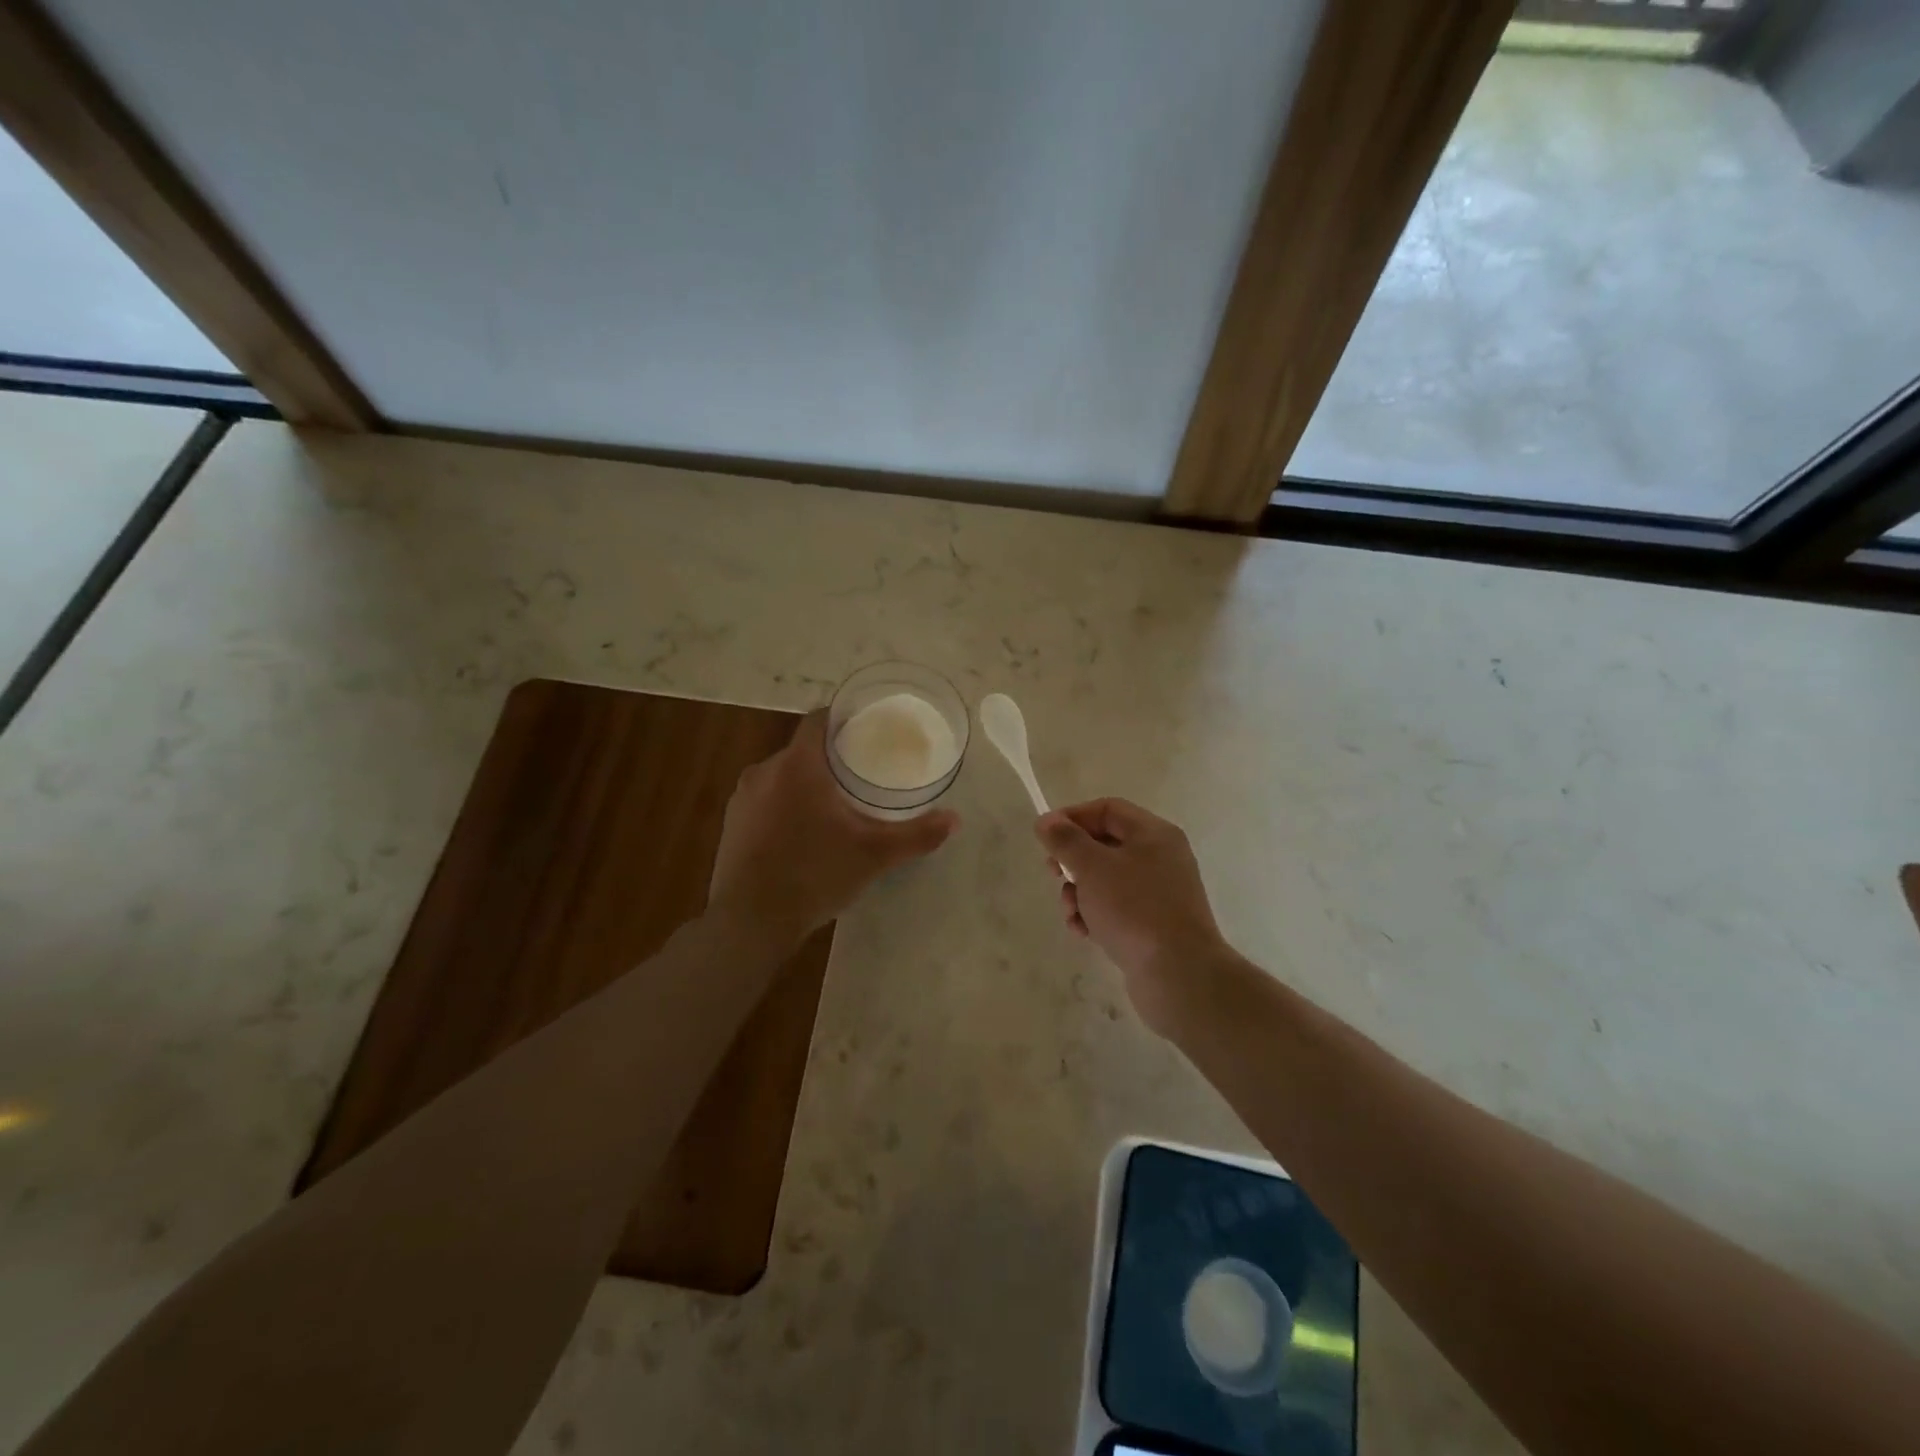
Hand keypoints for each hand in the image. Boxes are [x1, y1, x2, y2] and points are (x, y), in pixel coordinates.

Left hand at [710, 710, 957, 944]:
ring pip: (781, 776)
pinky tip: (803, 834)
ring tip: (835, 805)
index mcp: (797, 765)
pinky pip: (765, 800)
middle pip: (802, 749)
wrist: (749, 923)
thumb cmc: (814, 875)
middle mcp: (764, 771)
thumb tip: (955, 819)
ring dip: (805, 784)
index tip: (866, 731)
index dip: (842, 719)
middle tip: (861, 774)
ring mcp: (742, 798)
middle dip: (830, 758)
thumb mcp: (873, 855)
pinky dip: (785, 806)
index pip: (818, 720)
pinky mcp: (731, 824)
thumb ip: (916, 834)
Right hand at [1035, 798, 1226, 1034]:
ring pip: (1107, 880)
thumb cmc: (1134, 909)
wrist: (1179, 975)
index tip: (1045, 837)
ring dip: (1080, 892)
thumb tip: (1046, 820)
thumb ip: (1066, 840)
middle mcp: (1161, 857)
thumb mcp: (1092, 867)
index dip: (1072, 817)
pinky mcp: (1155, 924)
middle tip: (1053, 874)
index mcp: (1154, 834)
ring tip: (1070, 913)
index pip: (1107, 809)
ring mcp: (1160, 893)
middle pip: (1106, 844)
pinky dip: (1096, 915)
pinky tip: (1084, 932)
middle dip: (1073, 860)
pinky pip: (1117, 908)